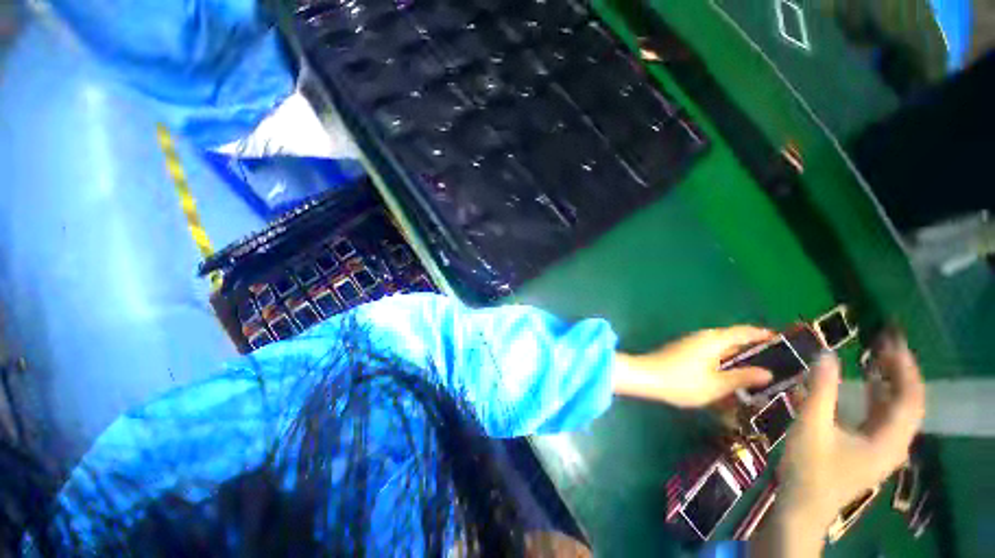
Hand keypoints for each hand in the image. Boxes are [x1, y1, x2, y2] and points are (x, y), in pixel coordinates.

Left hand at [612, 326, 774, 407]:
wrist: (646, 377)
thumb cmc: (682, 381)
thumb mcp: (716, 384)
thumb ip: (742, 377)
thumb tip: (767, 372)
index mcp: (714, 339)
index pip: (744, 331)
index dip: (764, 335)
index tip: (784, 341)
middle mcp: (704, 336)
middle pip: (734, 338)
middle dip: (754, 348)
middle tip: (778, 361)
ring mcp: (692, 342)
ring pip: (722, 346)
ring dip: (738, 355)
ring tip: (758, 370)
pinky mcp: (684, 350)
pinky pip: (711, 352)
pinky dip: (724, 360)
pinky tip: (730, 374)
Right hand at [752, 332, 924, 556]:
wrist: (803, 506)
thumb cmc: (809, 469)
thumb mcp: (811, 427)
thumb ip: (821, 390)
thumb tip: (827, 354)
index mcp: (889, 439)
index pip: (911, 396)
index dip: (905, 366)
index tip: (890, 340)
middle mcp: (895, 442)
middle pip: (909, 401)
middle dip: (900, 370)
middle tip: (882, 343)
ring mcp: (883, 447)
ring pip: (897, 408)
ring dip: (889, 381)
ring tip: (875, 356)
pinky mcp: (869, 448)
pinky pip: (882, 416)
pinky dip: (877, 395)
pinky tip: (865, 384)